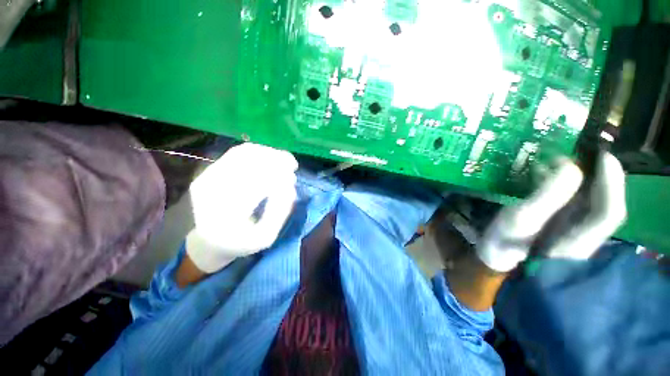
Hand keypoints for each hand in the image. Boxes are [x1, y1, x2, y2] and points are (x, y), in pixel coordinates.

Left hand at [186, 143, 297, 273]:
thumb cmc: (241, 242)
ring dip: (268, 154)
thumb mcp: (266, 237)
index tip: (293, 178)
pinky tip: (271, 159)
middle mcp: (210, 191)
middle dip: (275, 161)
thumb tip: (289, 187)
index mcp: (224, 214)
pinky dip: (258, 152)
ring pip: (243, 153)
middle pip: (248, 164)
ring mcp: (206, 177)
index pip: (255, 185)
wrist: (211, 240)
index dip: (277, 177)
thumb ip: (279, 213)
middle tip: (293, 166)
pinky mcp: (208, 171)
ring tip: (285, 160)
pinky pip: (237, 153)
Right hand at [477, 152, 626, 272]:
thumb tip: (569, 165)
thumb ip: (547, 196)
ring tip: (562, 159)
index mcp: (578, 241)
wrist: (494, 260)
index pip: (609, 212)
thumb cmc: (503, 243)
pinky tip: (550, 174)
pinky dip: (567, 184)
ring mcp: (572, 230)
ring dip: (581, 178)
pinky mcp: (559, 225)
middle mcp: (583, 235)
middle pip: (604, 203)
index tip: (602, 154)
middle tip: (579, 153)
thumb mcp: (520, 220)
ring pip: (590, 201)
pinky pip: (573, 201)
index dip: (612, 182)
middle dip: (596, 176)